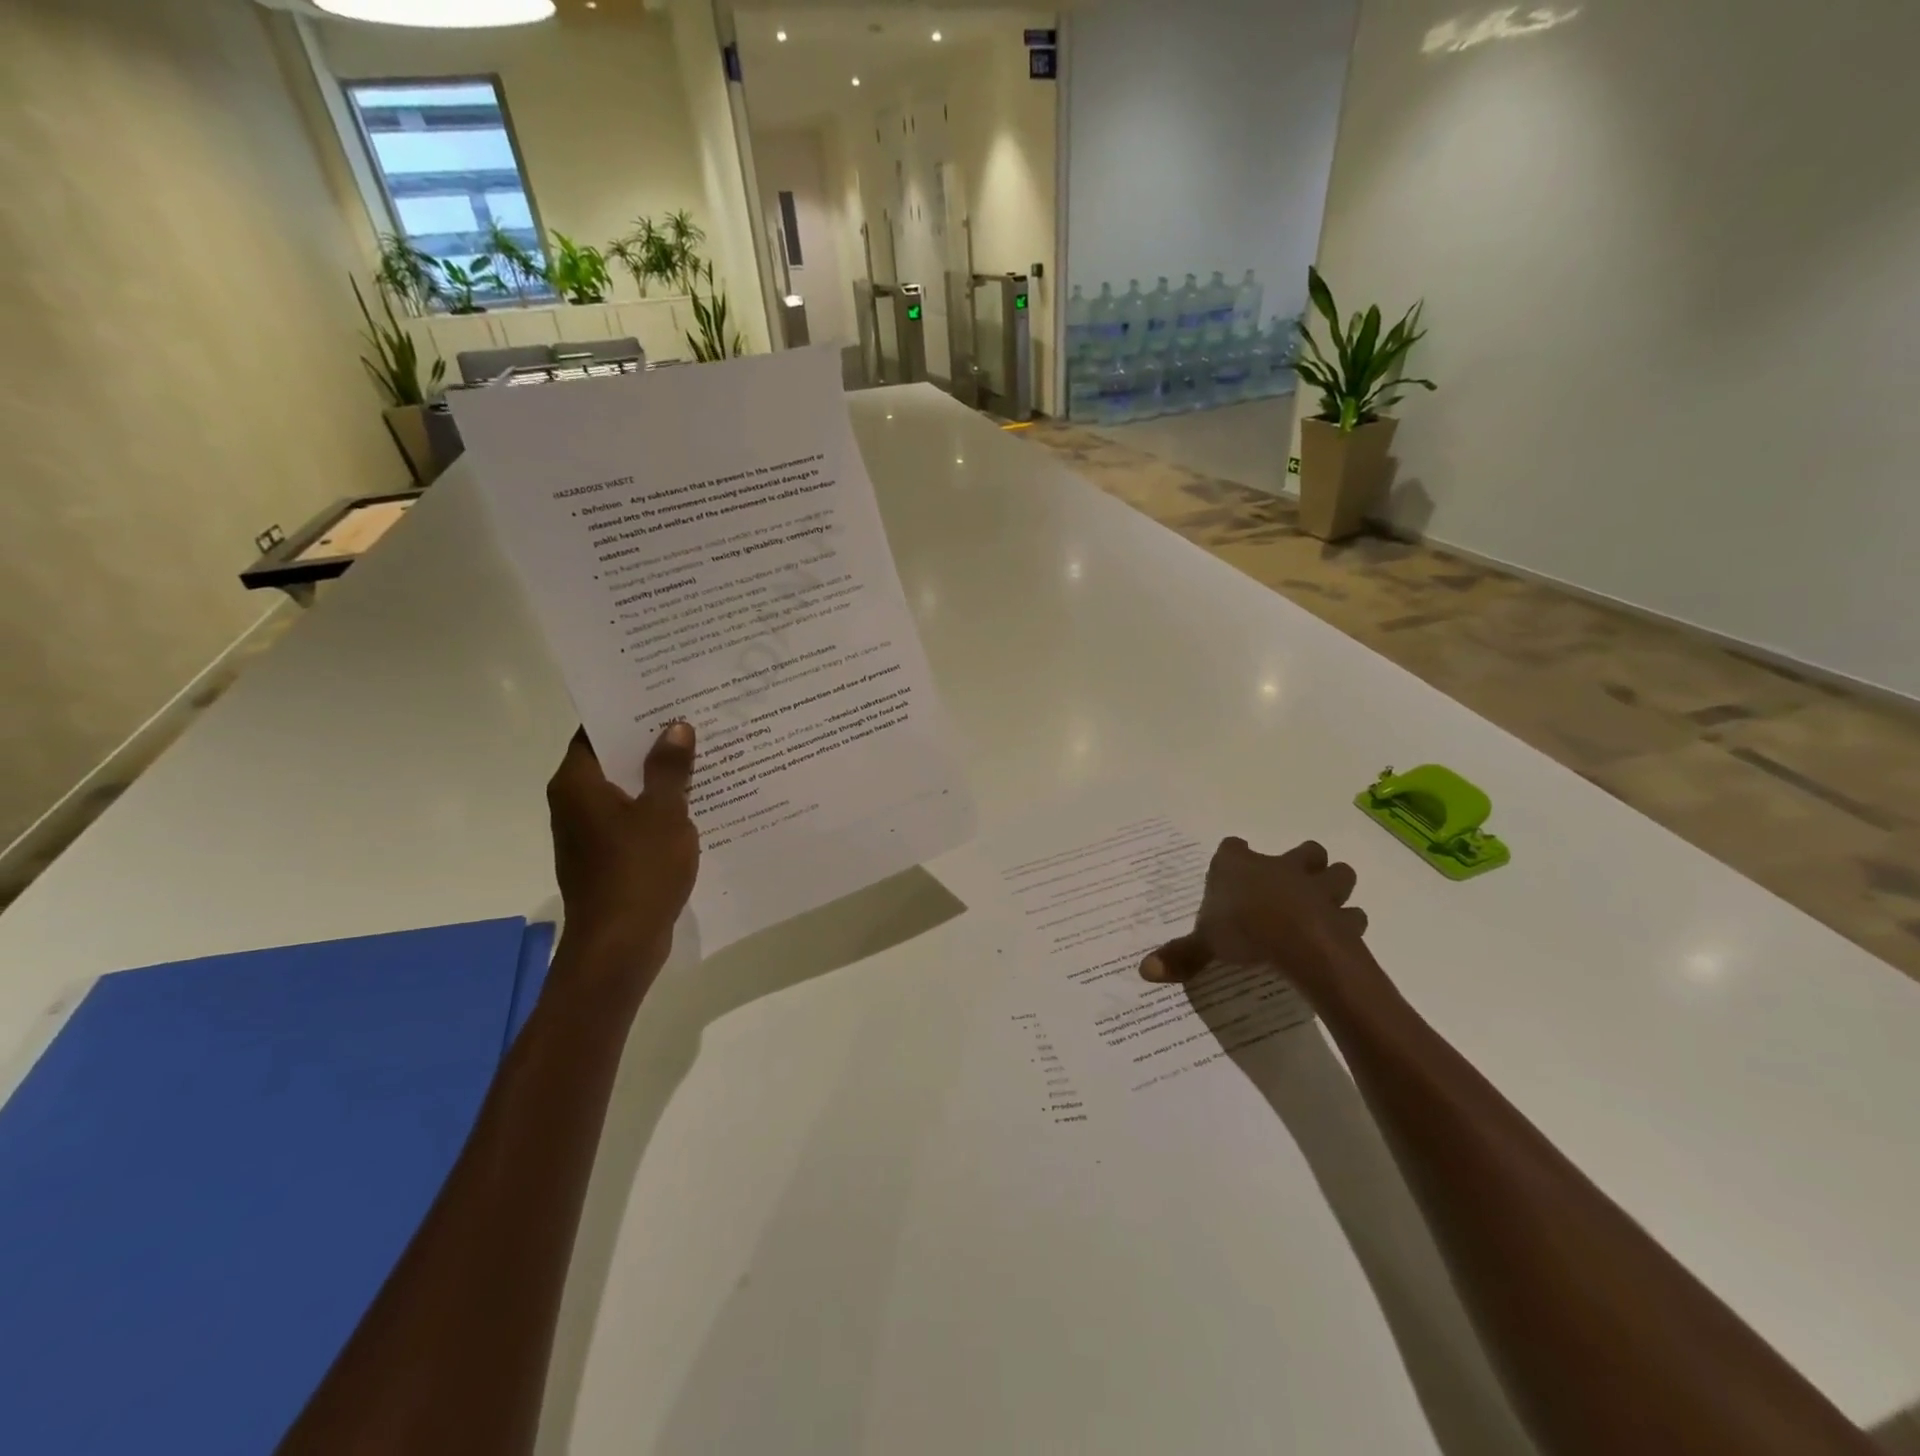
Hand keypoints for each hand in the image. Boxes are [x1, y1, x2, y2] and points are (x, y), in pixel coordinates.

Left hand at [546, 723, 699, 974]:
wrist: (620, 944)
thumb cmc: (639, 870)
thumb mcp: (665, 812)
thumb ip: (670, 767)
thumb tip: (676, 727)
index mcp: (577, 783)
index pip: (595, 731)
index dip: (627, 712)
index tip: (663, 697)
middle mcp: (573, 803)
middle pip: (611, 759)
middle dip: (649, 743)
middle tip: (692, 720)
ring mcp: (588, 833)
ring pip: (624, 791)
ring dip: (656, 777)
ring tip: (701, 756)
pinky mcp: (604, 857)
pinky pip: (631, 819)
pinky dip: (655, 807)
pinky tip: (693, 803)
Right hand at [1140, 839, 1376, 1005]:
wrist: (1297, 942)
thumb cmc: (1243, 929)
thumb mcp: (1205, 943)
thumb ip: (1181, 954)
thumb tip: (1144, 971)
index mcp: (1240, 867)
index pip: (1233, 848)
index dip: (1233, 857)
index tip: (1231, 868)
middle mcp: (1281, 868)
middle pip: (1304, 851)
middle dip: (1304, 863)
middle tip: (1293, 883)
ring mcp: (1316, 888)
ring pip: (1340, 874)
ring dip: (1335, 887)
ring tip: (1323, 906)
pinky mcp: (1342, 915)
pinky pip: (1353, 916)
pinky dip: (1349, 924)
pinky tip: (1340, 937)